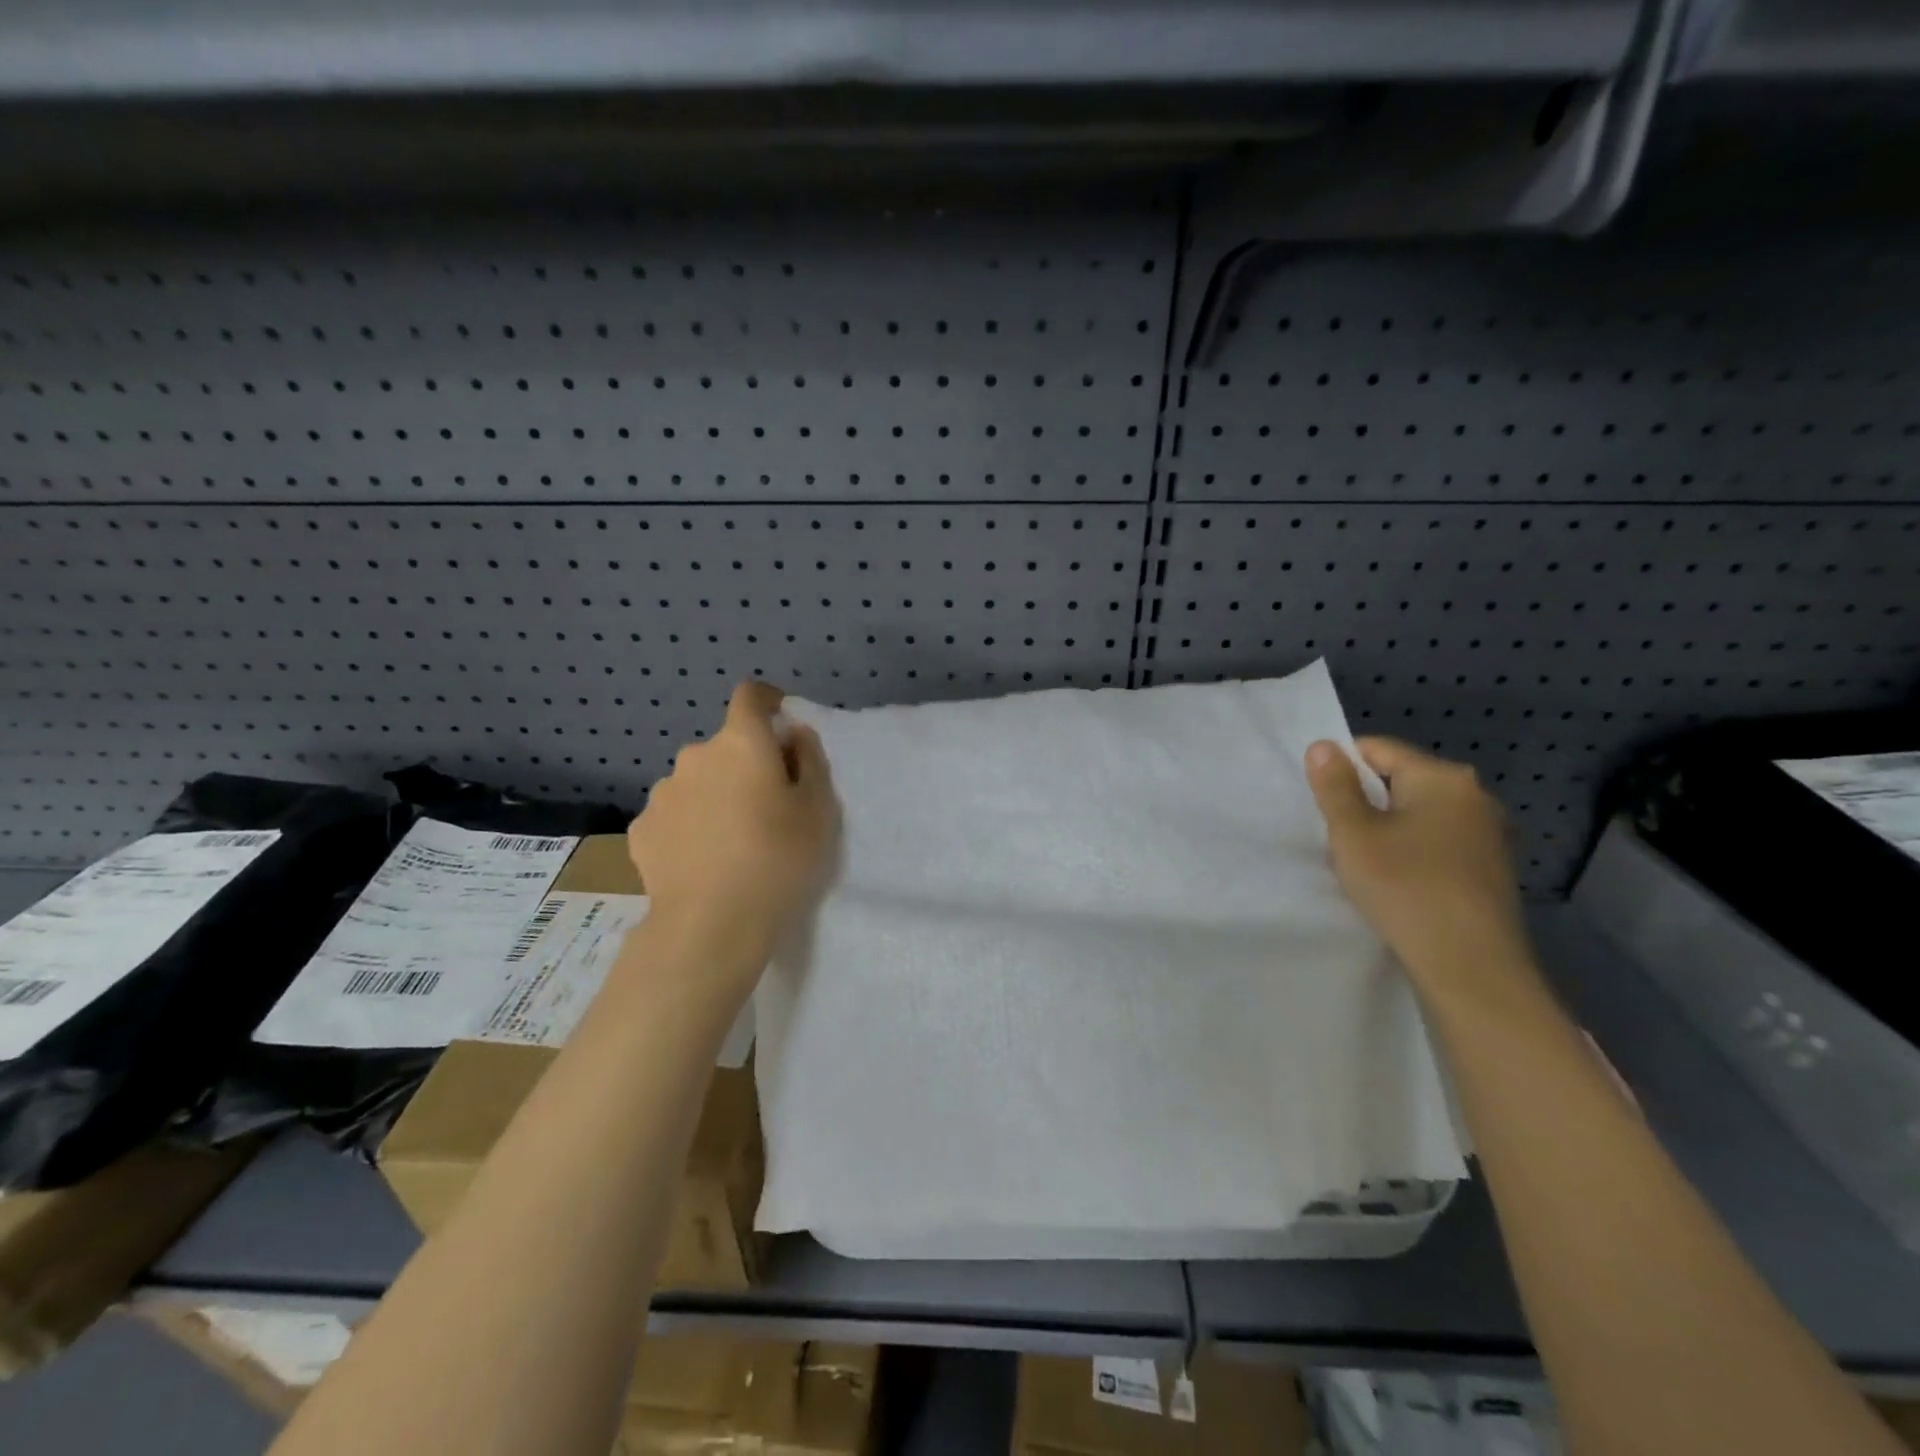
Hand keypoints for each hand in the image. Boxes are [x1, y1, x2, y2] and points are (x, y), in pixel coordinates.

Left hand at [629, 682, 837, 962]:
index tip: (780, 724)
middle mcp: (695, 756)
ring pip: (696, 782)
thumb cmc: (779, 860)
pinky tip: (701, 862)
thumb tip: (792, 735)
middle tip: (765, 807)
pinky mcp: (641, 830)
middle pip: (725, 746)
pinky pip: (674, 815)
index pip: (750, 696)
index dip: (766, 702)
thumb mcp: (818, 810)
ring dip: (713, 796)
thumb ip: (809, 760)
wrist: (712, 925)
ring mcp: (662, 793)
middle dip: (744, 764)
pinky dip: (688, 826)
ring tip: (730, 842)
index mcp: (742, 742)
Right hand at [1305, 736, 1533, 993]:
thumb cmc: (1405, 887)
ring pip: (1420, 813)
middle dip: (1366, 800)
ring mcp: (1490, 833)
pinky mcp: (1492, 868)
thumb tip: (1323, 745)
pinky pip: (1440, 841)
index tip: (1321, 802)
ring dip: (1389, 828)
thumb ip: (1335, 786)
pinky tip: (1399, 881)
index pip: (1378, 749)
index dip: (1341, 768)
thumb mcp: (1353, 833)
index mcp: (1442, 777)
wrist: (1470, 966)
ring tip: (1365, 862)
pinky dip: (1414, 850)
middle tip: (1339, 835)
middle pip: (1402, 780)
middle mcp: (1475, 795)